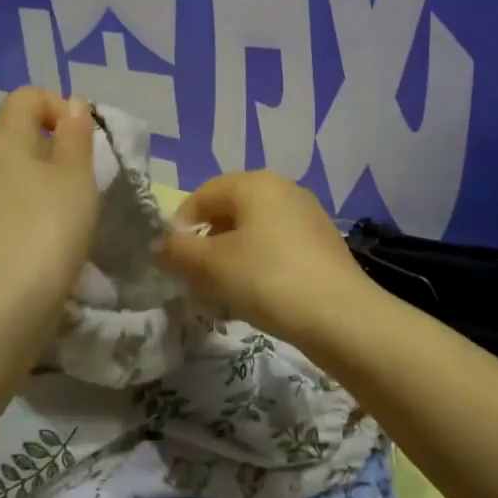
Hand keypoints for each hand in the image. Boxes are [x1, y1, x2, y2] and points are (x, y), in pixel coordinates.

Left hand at [0, 88, 98, 312]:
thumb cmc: (47, 225)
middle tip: (88, 175)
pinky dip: (38, 206)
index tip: (86, 142)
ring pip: (20, 169)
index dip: (61, 108)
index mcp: (2, 137)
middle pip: (23, 131)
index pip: (29, 96)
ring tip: (78, 206)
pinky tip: (58, 232)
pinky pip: (14, 200)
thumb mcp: (75, 173)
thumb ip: (76, 134)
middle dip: (60, 146)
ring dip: (52, 179)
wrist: (5, 302)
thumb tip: (73, 105)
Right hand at [154, 170, 377, 342]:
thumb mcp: (212, 266)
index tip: (173, 262)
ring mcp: (308, 214)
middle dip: (207, 244)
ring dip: (231, 257)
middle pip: (229, 211)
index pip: (203, 194)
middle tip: (196, 280)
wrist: (340, 315)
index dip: (180, 226)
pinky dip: (259, 265)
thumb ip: (179, 252)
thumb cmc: (268, 279)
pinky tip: (257, 296)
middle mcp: (283, 188)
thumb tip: (157, 245)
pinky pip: (278, 246)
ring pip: (254, 231)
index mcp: (255, 182)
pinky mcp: (323, 242)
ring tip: (223, 293)